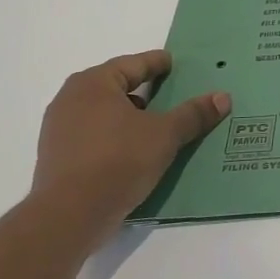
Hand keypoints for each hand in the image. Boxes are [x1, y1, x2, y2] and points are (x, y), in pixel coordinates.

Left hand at [32, 50, 228, 238]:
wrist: (69, 216)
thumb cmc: (118, 160)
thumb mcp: (165, 135)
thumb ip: (193, 114)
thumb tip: (223, 97)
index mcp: (93, 83)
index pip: (133, 64)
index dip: (157, 63)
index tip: (174, 64)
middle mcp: (70, 99)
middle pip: (115, 86)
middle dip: (142, 90)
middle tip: (169, 94)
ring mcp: (58, 129)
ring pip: (102, 113)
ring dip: (128, 116)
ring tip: (155, 126)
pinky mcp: (56, 157)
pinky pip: (93, 136)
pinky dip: (114, 136)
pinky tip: (133, 151)